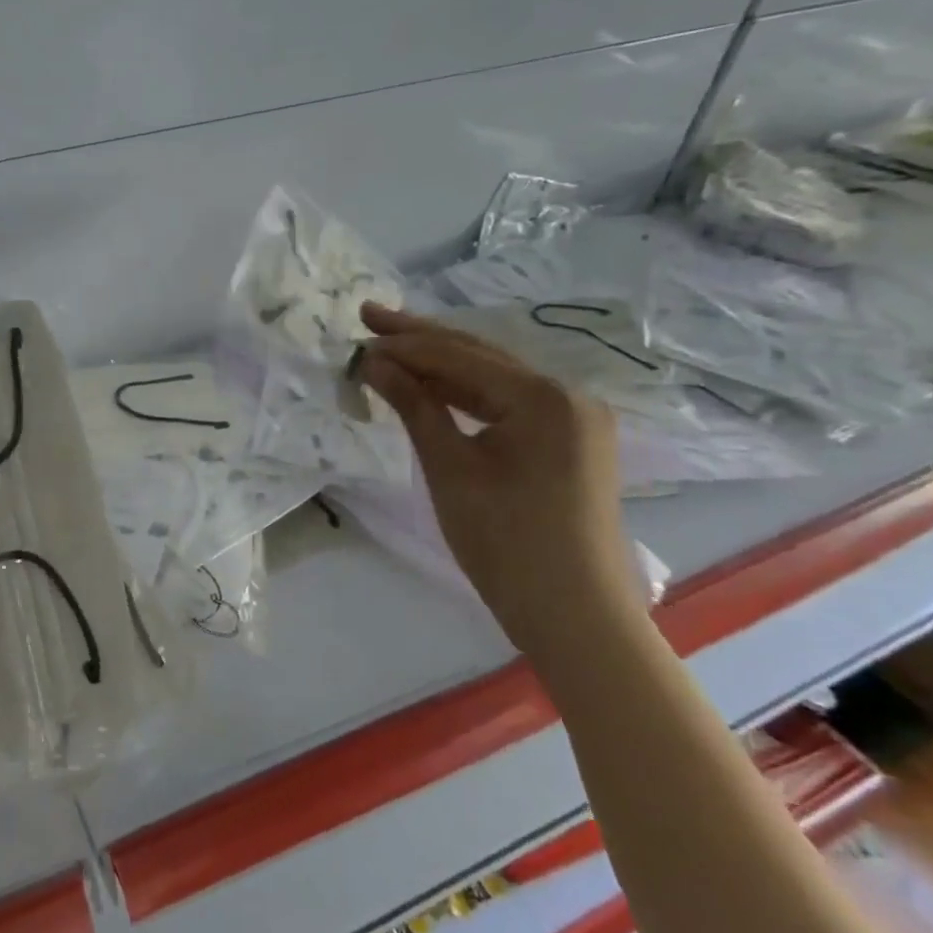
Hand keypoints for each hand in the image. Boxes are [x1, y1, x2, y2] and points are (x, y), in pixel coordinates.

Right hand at [352, 304, 639, 647]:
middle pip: (479, 356)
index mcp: (545, 396)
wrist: (575, 616)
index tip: (356, 338)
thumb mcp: (449, 469)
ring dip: (440, 366)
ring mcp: (573, 419)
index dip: (403, 346)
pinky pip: (507, 404)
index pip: (459, 356)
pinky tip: (431, 388)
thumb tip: (374, 363)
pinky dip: (465, 396)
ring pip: (492, 379)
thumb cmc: (506, 542)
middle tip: (369, 316)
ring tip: (390, 349)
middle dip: (421, 339)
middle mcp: (567, 395)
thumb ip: (414, 407)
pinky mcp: (568, 442)